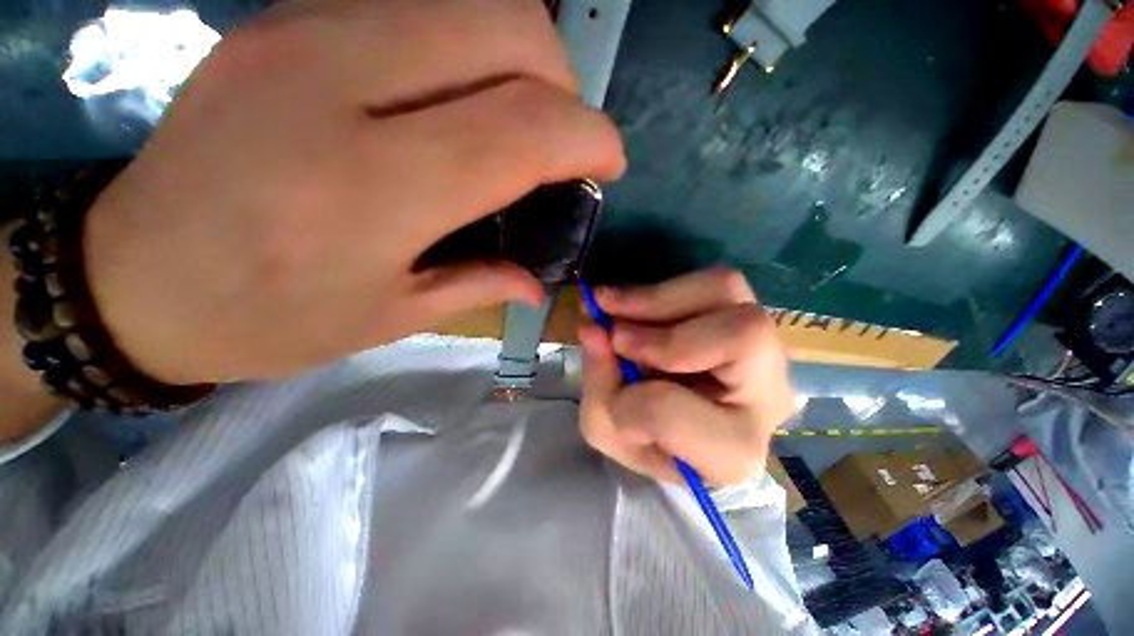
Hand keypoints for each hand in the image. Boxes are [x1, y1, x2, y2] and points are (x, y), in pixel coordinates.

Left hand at [83, 0, 624, 384]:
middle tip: (561, 142)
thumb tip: (540, 280)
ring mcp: (305, 31)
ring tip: (520, 120)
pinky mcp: (286, 18)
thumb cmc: (266, 319)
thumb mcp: (390, 318)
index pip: (524, 129)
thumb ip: (480, 284)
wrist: (133, 281)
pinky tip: (460, 97)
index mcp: (373, 190)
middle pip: (510, 30)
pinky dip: (471, 45)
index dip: (589, 139)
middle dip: (563, 85)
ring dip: (524, 58)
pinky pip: (420, 4)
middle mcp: (339, 84)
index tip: (608, 164)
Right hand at [578, 268, 794, 486]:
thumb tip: (593, 327)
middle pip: (740, 333)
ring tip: (612, 304)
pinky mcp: (747, 317)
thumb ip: (599, 380)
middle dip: (655, 325)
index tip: (608, 391)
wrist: (685, 430)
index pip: (670, 412)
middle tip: (606, 322)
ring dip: (655, 296)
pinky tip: (634, 302)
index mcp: (730, 450)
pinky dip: (664, 288)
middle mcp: (767, 395)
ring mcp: (766, 348)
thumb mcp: (607, 426)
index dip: (624, 398)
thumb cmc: (649, 439)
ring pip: (726, 290)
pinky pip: (713, 283)